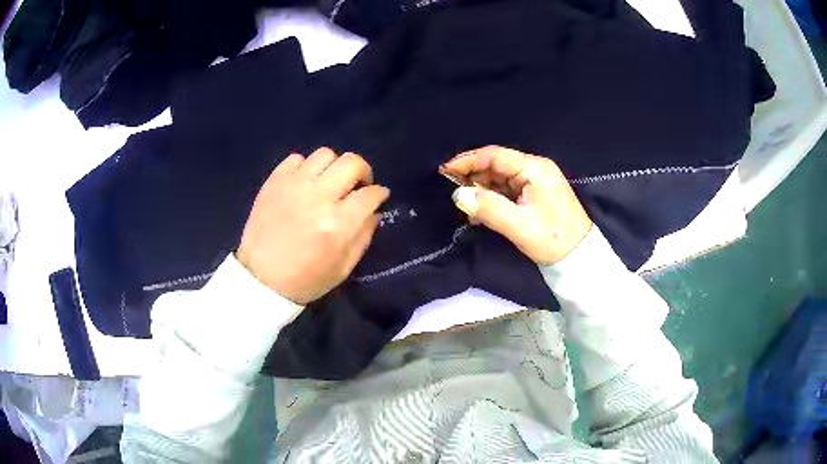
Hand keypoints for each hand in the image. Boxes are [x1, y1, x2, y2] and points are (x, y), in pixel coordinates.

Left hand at [237, 148, 389, 303]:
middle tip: (357, 185)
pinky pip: (296, 159)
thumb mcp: (343, 267)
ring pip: (325, 154)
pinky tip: (305, 183)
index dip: (380, 193)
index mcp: (338, 224)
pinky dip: (305, 167)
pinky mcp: (274, 182)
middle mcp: (318, 197)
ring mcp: (293, 185)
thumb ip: (363, 236)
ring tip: (329, 182)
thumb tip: (374, 211)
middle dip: (363, 171)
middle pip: (351, 163)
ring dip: (334, 166)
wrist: (261, 279)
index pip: (369, 194)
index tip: (378, 196)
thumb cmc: (305, 279)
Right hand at [440, 146, 591, 264]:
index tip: (445, 170)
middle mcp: (535, 169)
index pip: (495, 155)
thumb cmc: (552, 239)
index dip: (468, 160)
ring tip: (465, 205)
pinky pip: (508, 191)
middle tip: (453, 191)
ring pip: (500, 179)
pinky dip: (493, 199)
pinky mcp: (535, 195)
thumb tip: (458, 196)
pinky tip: (480, 213)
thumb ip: (487, 208)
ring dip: (482, 190)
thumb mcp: (518, 225)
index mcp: (534, 168)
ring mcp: (536, 182)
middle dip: (474, 176)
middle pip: (497, 165)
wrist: (579, 257)